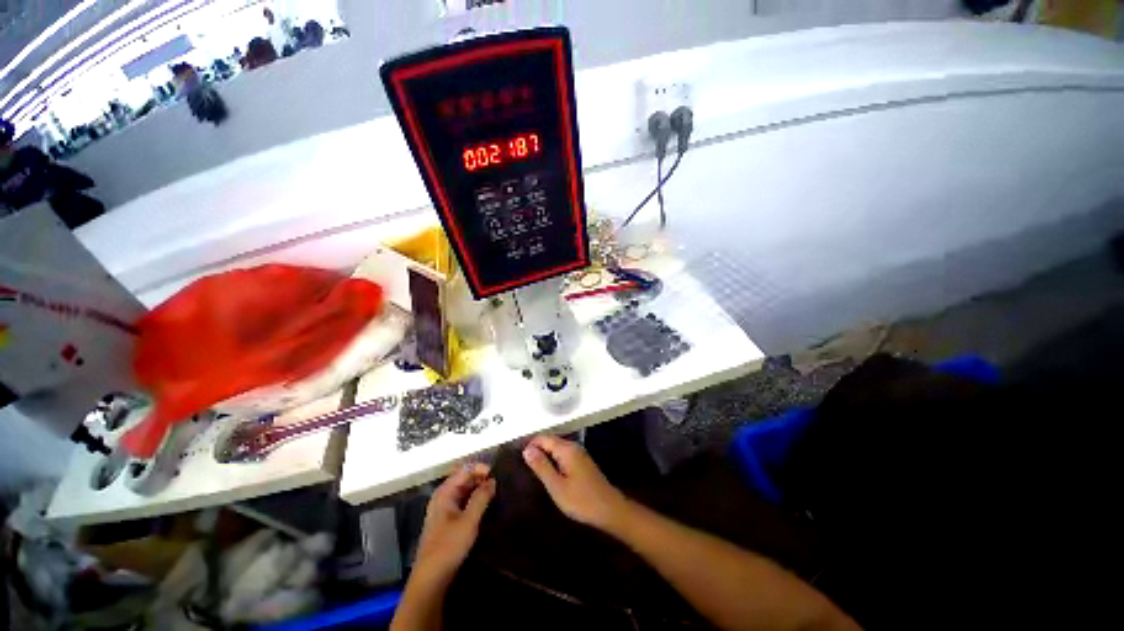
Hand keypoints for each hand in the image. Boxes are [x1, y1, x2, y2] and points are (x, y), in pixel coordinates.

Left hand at [414, 462, 495, 581]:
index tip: (497, 475)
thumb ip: (481, 498)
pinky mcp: (448, 521)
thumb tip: (492, 480)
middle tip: (499, 484)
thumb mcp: (469, 521)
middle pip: (464, 478)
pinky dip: (474, 500)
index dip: (481, 469)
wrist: (431, 579)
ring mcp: (444, 509)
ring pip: (464, 491)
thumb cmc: (448, 546)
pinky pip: (463, 502)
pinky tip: (486, 506)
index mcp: (445, 492)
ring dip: (479, 490)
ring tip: (496, 493)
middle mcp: (443, 496)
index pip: (465, 469)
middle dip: (481, 478)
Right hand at [522, 435, 629, 530]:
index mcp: (566, 449)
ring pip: (556, 447)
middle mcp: (573, 446)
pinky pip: (562, 454)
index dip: (529, 444)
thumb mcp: (556, 486)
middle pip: (550, 441)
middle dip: (536, 449)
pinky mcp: (582, 462)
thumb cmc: (581, 500)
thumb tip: (526, 449)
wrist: (609, 510)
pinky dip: (552, 459)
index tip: (516, 456)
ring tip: (530, 468)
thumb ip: (541, 466)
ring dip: (544, 454)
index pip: (543, 438)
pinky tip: (547, 471)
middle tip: (521, 463)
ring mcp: (579, 453)